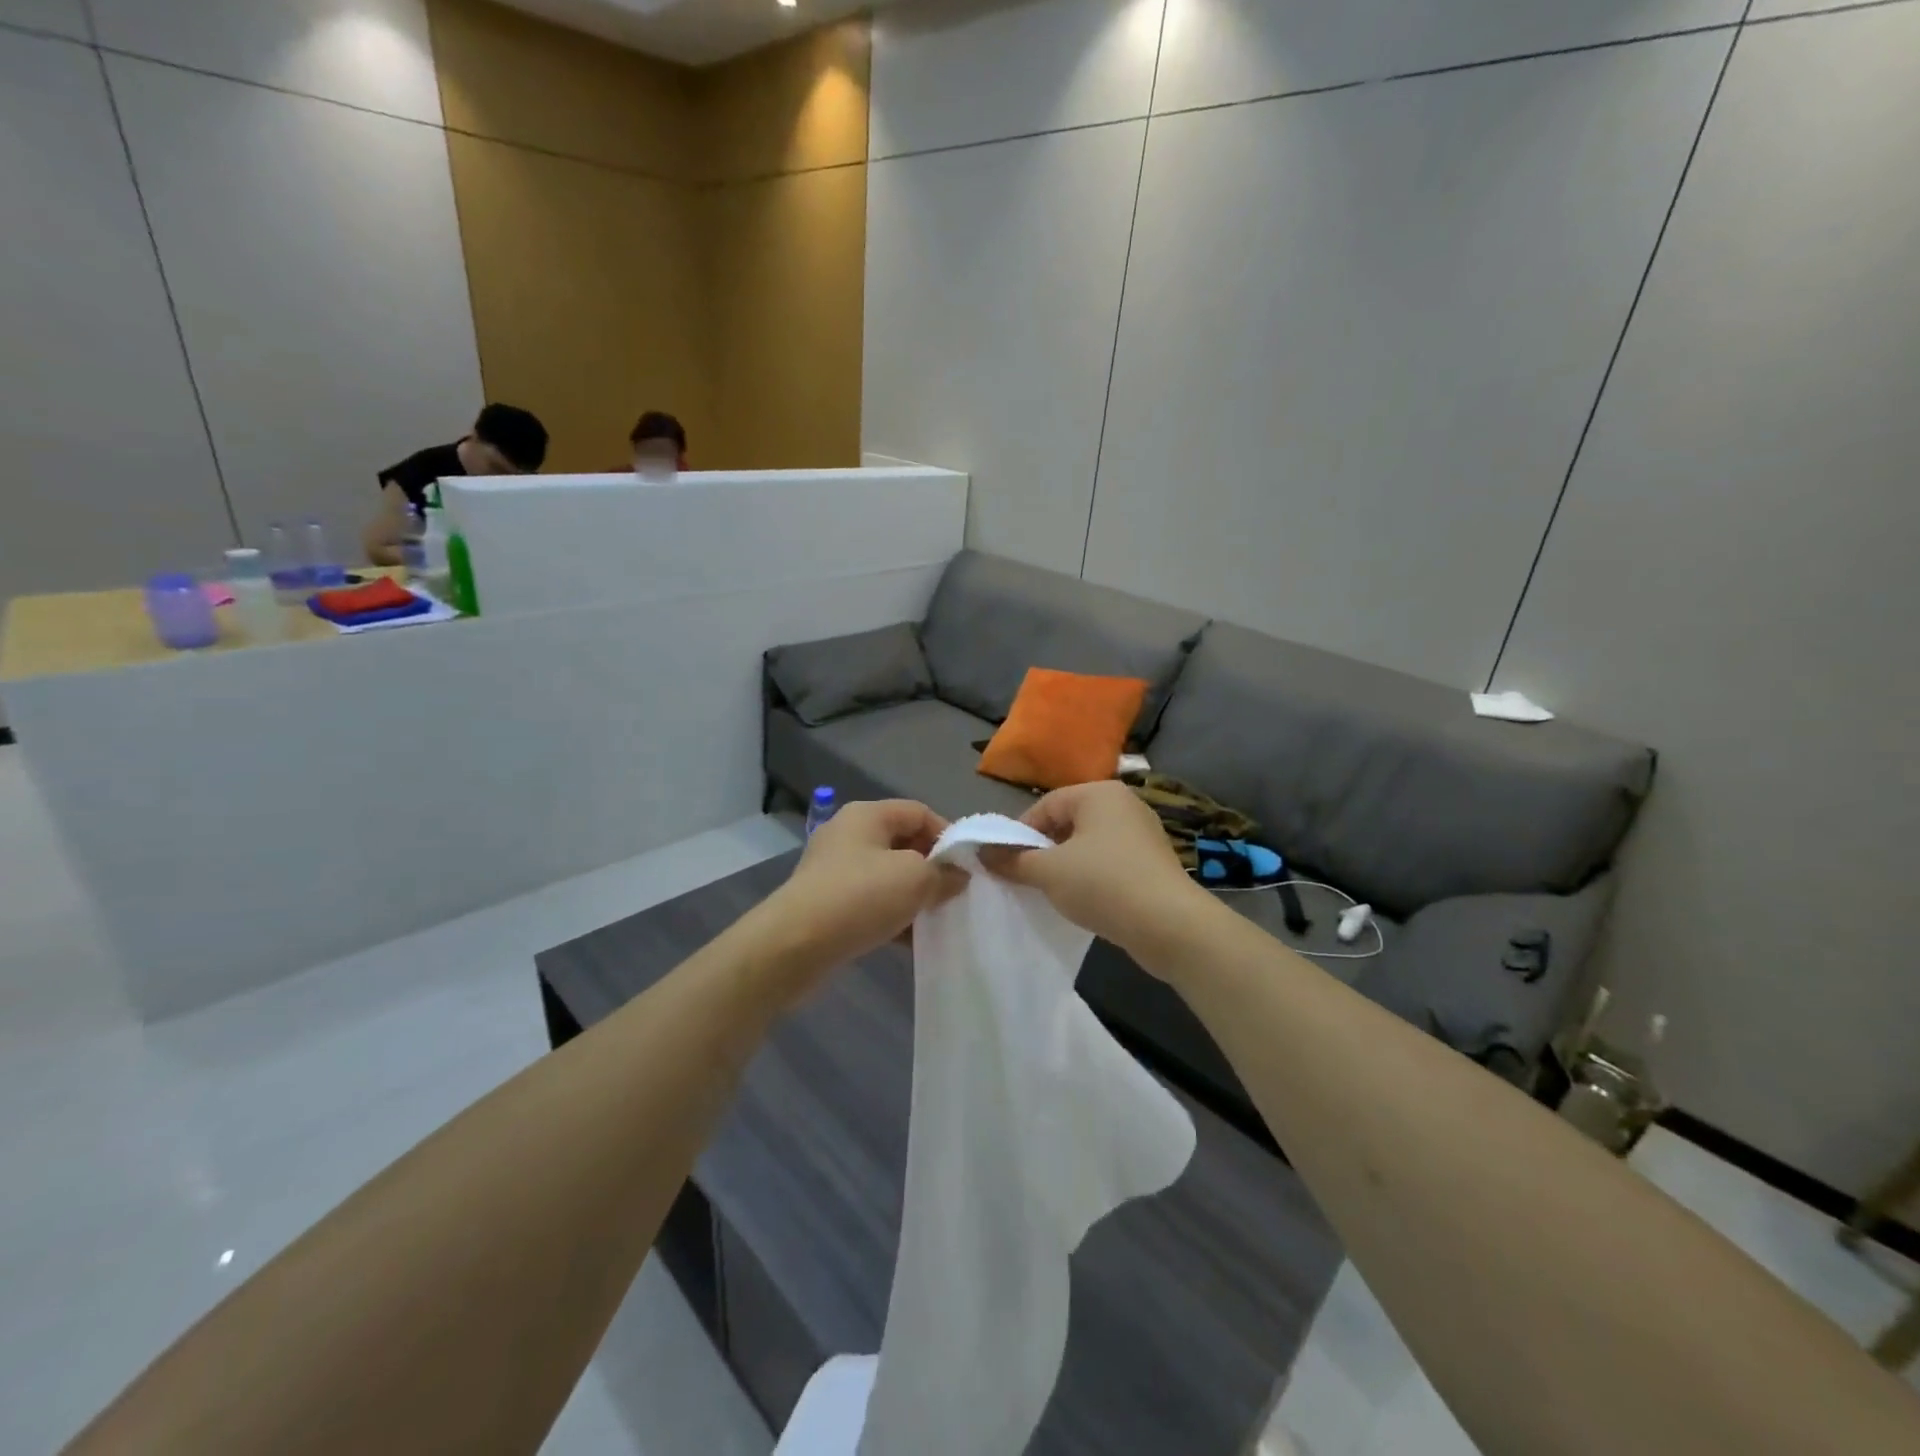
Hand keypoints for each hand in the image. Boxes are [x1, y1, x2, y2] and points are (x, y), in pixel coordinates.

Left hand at [749, 800, 966, 1000]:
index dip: (947, 834)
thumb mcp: (915, 879)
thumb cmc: (860, 897)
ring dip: (913, 896)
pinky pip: (870, 902)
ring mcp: (834, 869)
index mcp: (867, 815)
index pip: (919, 811)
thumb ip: (944, 873)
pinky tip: (910, 940)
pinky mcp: (826, 902)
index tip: (967, 866)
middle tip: (953, 894)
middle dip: (931, 868)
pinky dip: (891, 915)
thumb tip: (958, 875)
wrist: (794, 946)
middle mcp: (848, 834)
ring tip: (935, 919)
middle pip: (902, 843)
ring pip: (887, 876)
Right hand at [982, 780, 1213, 971]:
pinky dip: (1091, 878)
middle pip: (1067, 823)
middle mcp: (1124, 805)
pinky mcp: (1153, 863)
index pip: (1046, 805)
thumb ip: (1013, 860)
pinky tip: (1084, 901)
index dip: (1020, 833)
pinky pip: (1110, 863)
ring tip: (1052, 893)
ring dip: (1066, 866)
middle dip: (1043, 850)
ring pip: (1088, 845)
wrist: (1170, 925)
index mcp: (1099, 793)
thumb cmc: (1103, 884)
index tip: (1006, 863)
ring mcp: (1142, 834)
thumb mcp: (1048, 872)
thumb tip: (983, 853)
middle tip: (1026, 879)